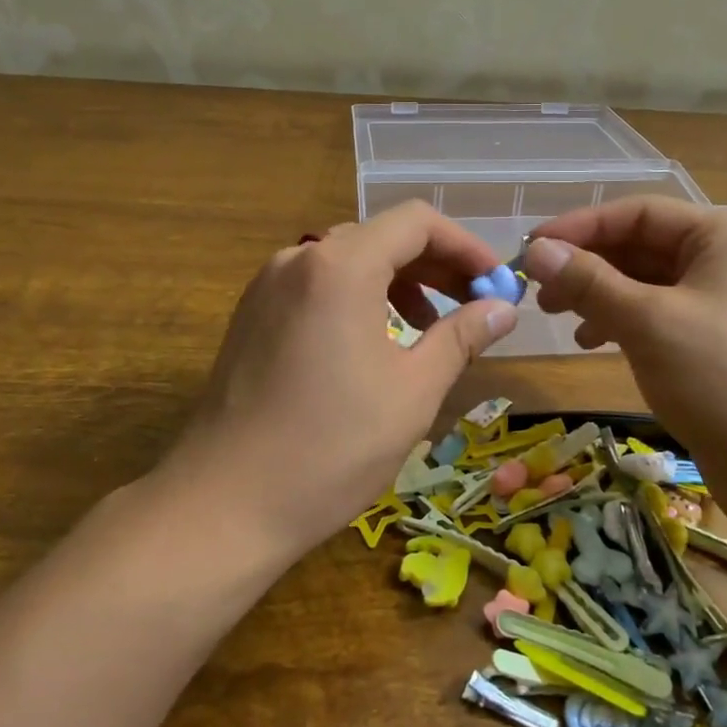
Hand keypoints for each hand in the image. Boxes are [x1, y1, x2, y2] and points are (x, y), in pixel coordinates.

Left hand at [163, 203, 517, 556]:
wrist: (223, 504)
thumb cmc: (331, 447)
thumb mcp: (413, 391)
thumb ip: (461, 336)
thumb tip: (503, 309)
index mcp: (341, 266)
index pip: (417, 222)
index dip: (465, 246)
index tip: (497, 283)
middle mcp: (299, 258)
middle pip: (382, 237)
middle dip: (435, 266)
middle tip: (475, 305)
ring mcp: (268, 285)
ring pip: (349, 260)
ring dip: (399, 282)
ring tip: (430, 327)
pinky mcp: (252, 314)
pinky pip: (318, 285)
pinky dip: (359, 298)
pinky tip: (376, 342)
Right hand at [521, 197, 726, 492]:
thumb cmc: (723, 379)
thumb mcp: (648, 322)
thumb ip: (589, 281)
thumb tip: (536, 251)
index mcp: (725, 237)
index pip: (639, 213)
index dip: (580, 227)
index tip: (530, 248)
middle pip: (643, 246)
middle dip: (588, 265)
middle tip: (538, 291)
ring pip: (648, 284)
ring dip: (600, 295)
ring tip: (559, 318)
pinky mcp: (720, 344)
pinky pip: (660, 316)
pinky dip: (623, 323)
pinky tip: (593, 343)